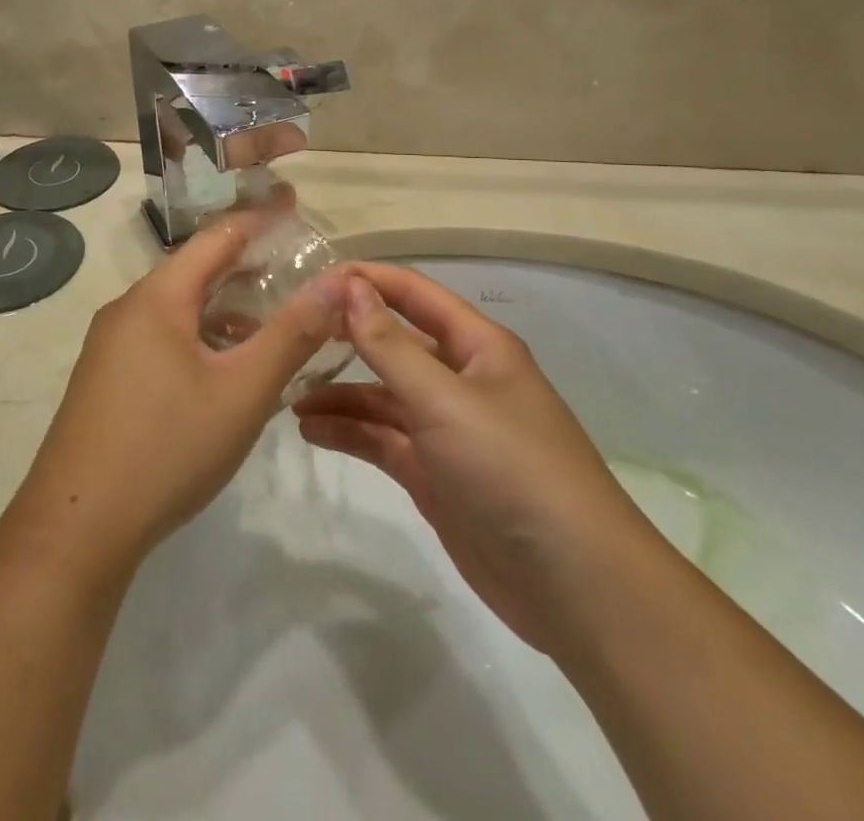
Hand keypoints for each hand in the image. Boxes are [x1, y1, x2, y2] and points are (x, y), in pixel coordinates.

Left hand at [10, 210, 347, 577]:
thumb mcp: (243, 391)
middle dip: (245, 265)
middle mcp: (128, 309)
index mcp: (157, 297)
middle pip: (195, 271)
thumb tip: (336, 283)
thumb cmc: (167, 448)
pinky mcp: (105, 379)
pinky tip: (225, 370)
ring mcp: (111, 346)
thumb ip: (292, 334)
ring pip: (178, 309)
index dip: (258, 219)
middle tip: (293, 266)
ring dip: (224, 309)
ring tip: (271, 322)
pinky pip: (161, 338)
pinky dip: (200, 338)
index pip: (216, 237)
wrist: (75, 529)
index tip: (295, 205)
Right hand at [293, 263, 653, 654]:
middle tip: (290, 335)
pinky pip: (384, 439)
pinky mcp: (435, 474)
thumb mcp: (444, 399)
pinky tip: (311, 430)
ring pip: (383, 395)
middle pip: (394, 344)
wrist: (573, 585)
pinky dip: (350, 432)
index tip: (313, 278)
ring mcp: (447, 429)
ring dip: (340, 392)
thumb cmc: (510, 468)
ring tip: (289, 394)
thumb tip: (349, 287)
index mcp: (477, 346)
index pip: (414, 294)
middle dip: (346, 338)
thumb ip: (389, 345)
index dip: (367, 280)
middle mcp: (461, 379)